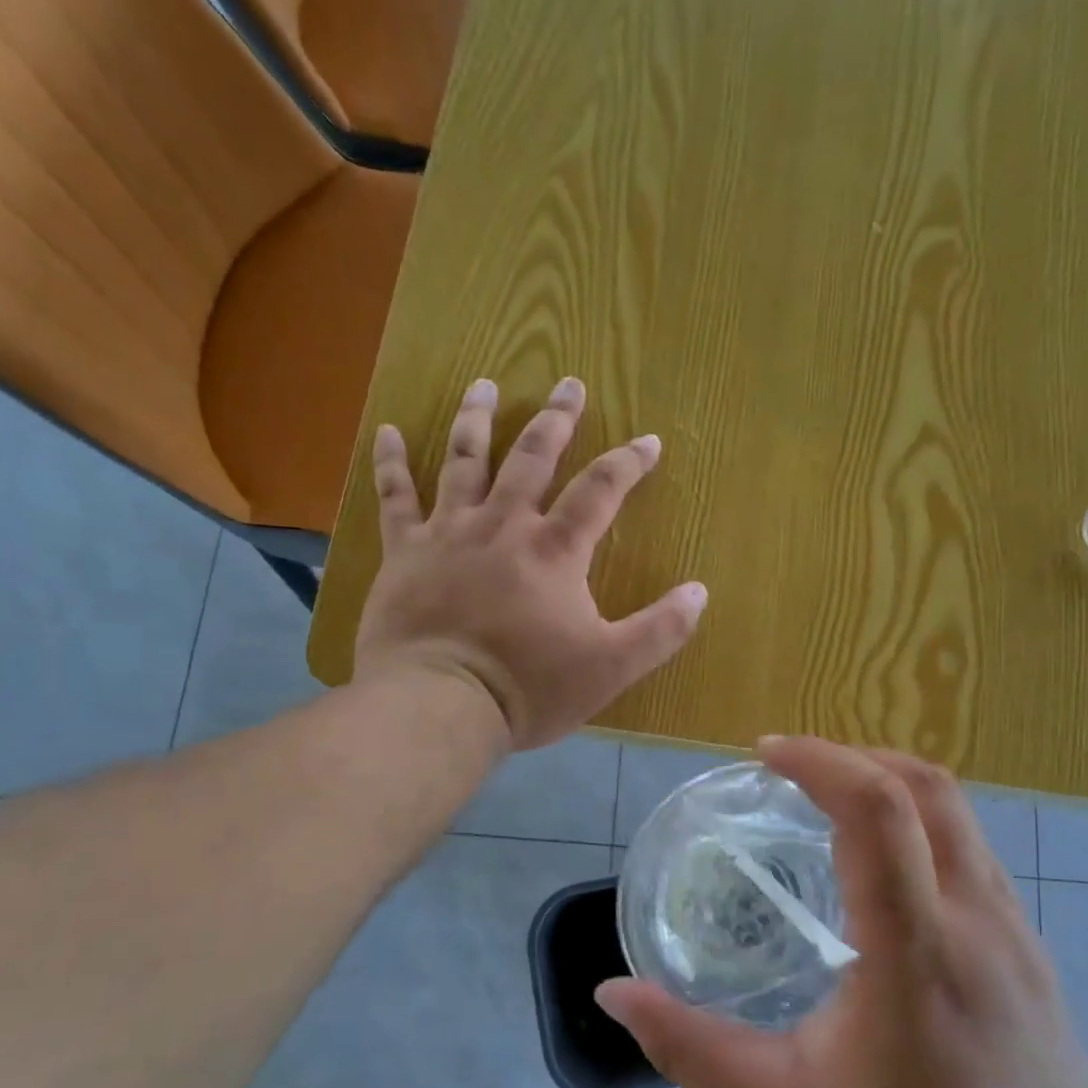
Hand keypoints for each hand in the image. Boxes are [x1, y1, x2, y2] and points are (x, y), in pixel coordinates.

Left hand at [354, 376, 707, 749]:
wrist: (440, 704)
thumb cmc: (529, 687)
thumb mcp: (611, 667)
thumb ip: (660, 630)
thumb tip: (700, 592)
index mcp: (555, 550)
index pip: (600, 490)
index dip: (628, 462)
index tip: (648, 440)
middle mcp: (503, 525)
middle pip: (532, 457)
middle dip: (556, 420)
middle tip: (569, 384)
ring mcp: (448, 533)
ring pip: (464, 461)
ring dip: (477, 419)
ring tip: (485, 384)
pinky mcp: (404, 552)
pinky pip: (395, 497)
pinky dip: (391, 462)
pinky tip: (388, 431)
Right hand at [598, 739, 1087, 1087]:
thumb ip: (688, 1045)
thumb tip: (612, 994)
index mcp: (915, 954)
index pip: (877, 810)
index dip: (818, 760)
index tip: (764, 753)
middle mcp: (982, 927)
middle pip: (930, 789)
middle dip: (856, 757)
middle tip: (793, 772)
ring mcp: (1024, 942)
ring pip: (962, 821)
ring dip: (894, 790)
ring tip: (832, 811)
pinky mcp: (1041, 964)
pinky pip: (979, 862)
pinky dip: (926, 833)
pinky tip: (886, 882)